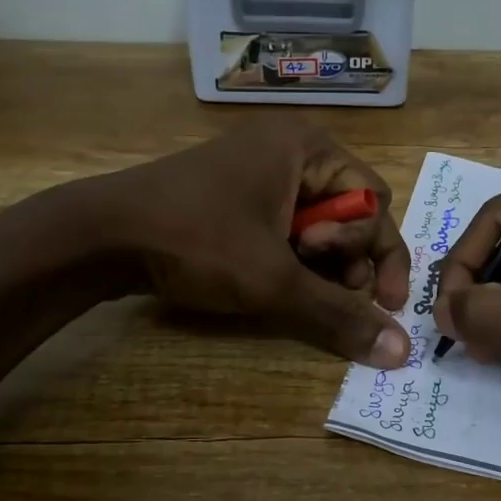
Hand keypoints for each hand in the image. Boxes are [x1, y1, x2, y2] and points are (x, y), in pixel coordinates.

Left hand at [89, 119, 412, 367]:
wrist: (99, 234)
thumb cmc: (197, 240)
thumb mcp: (274, 281)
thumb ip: (340, 315)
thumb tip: (401, 353)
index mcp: (309, 148)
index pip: (375, 201)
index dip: (381, 254)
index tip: (378, 302)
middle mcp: (289, 150)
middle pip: (348, 212)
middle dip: (345, 259)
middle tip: (323, 289)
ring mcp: (257, 172)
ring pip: (315, 225)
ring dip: (317, 266)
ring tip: (291, 288)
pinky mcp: (233, 197)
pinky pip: (282, 229)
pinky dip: (288, 260)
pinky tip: (270, 283)